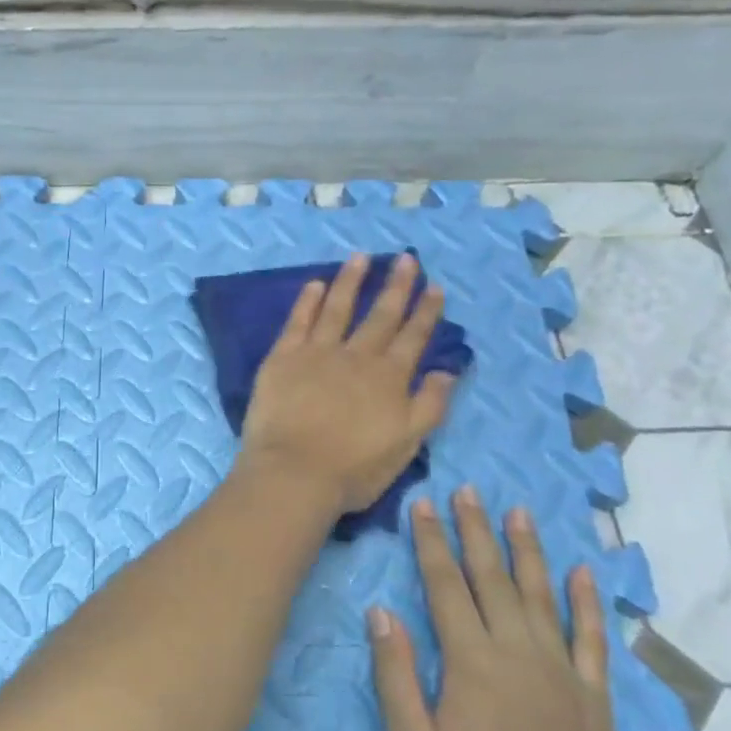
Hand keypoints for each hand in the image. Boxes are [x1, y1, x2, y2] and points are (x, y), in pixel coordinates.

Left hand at [236, 252, 455, 514]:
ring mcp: (318, 353)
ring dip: (351, 281)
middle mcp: (357, 357)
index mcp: (390, 378)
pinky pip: (298, 321)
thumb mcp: (406, 445)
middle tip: (406, 259)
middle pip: (380, 315)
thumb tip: (447, 370)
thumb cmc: (353, 469)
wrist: (294, 472)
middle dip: (396, 286)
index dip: (425, 312)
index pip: (413, 338)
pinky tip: (314, 284)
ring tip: (361, 257)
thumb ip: (430, 405)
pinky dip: (307, 301)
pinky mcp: (283, 357)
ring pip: (338, 308)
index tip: (434, 287)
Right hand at [369, 488, 625, 730]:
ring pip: (542, 595)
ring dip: (528, 550)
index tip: (424, 504)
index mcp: (471, 662)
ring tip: (519, 511)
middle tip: (468, 490)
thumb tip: (381, 612)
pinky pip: (592, 638)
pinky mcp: (593, 696)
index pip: (445, 585)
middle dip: (476, 530)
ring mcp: (561, 671)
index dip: (432, 542)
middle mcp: (518, 652)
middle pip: (492, 577)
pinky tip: (583, 572)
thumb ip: (395, 676)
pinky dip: (588, 602)